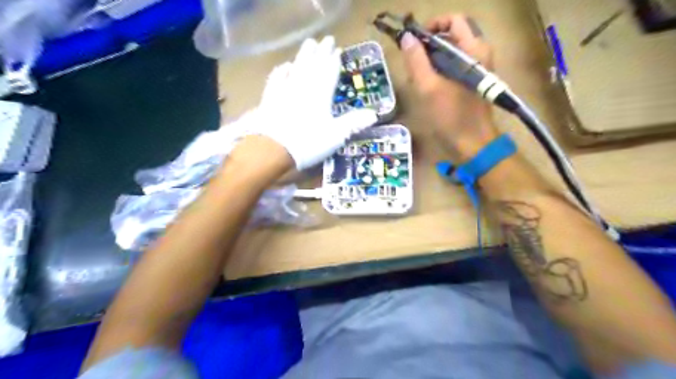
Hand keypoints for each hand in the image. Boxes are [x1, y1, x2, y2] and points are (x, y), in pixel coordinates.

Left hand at [255, 37, 378, 170]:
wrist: (272, 148)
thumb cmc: (308, 142)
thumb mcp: (336, 135)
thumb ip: (354, 123)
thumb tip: (374, 114)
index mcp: (321, 94)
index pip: (329, 72)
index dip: (334, 61)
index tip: (337, 49)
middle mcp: (304, 86)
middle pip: (314, 64)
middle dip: (321, 52)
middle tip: (325, 39)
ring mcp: (285, 90)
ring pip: (297, 66)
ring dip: (304, 55)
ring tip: (309, 43)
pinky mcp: (270, 97)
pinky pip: (277, 77)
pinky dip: (282, 70)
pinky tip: (285, 66)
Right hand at [400, 13, 500, 158]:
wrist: (473, 144)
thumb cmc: (451, 116)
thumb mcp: (429, 88)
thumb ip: (416, 61)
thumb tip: (407, 38)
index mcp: (473, 50)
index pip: (454, 19)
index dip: (432, 25)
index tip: (415, 42)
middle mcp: (479, 54)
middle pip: (451, 35)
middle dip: (429, 46)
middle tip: (413, 64)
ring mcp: (477, 68)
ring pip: (451, 52)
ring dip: (431, 61)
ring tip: (417, 79)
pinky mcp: (472, 81)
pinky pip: (454, 66)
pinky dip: (439, 71)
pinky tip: (427, 87)